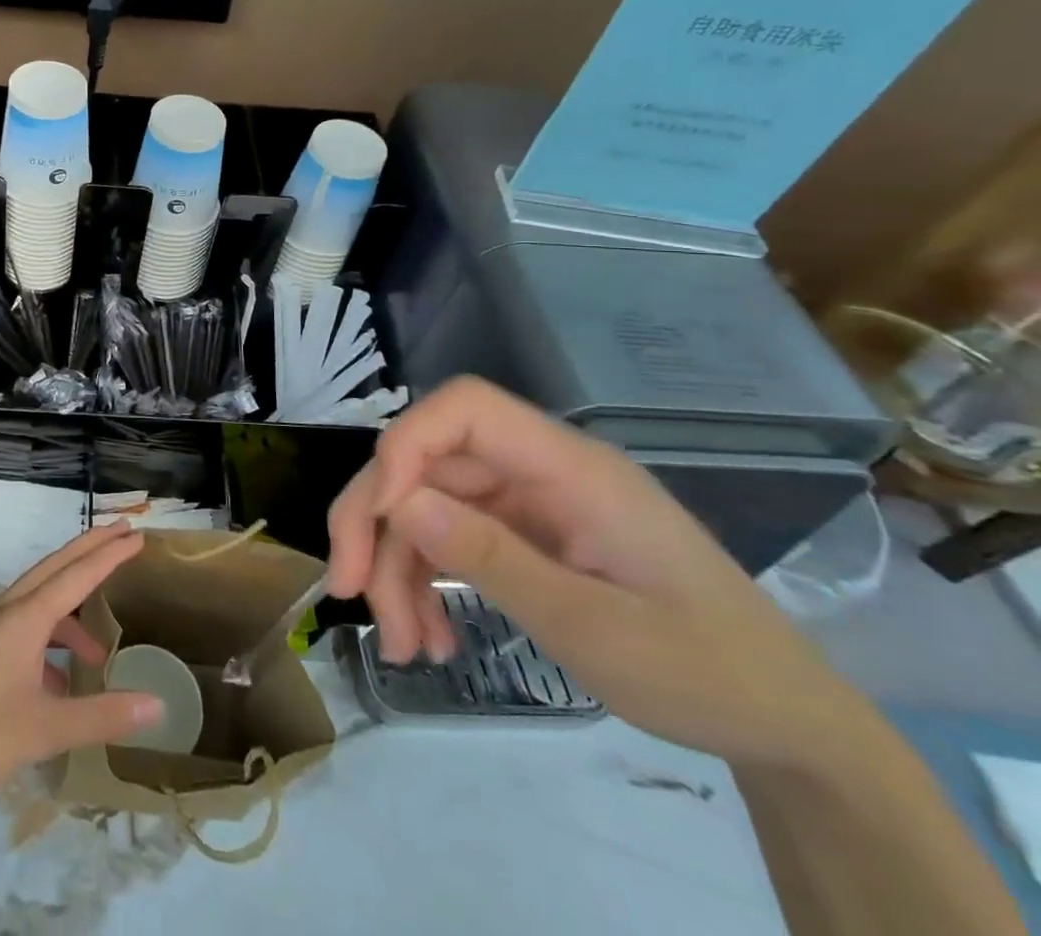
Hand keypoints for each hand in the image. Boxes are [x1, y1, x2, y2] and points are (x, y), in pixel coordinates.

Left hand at [0, 522, 161, 825]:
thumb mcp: (46, 729)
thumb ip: (103, 715)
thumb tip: (158, 704)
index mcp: (23, 617)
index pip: (76, 574)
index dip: (109, 554)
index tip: (136, 535)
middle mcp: (4, 613)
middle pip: (54, 569)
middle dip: (89, 552)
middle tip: (123, 537)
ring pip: (37, 603)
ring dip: (70, 614)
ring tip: (98, 654)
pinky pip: (21, 631)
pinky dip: (46, 644)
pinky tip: (57, 687)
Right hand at [326, 377, 863, 767]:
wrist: (786, 726)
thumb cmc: (707, 672)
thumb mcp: (595, 629)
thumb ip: (492, 560)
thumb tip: (397, 504)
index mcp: (568, 467)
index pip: (466, 409)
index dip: (407, 444)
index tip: (380, 515)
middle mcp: (537, 470)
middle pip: (427, 462)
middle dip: (377, 521)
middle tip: (349, 589)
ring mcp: (526, 503)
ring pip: (425, 506)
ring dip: (397, 567)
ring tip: (401, 644)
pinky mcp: (520, 535)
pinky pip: (449, 541)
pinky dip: (425, 584)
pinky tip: (429, 636)